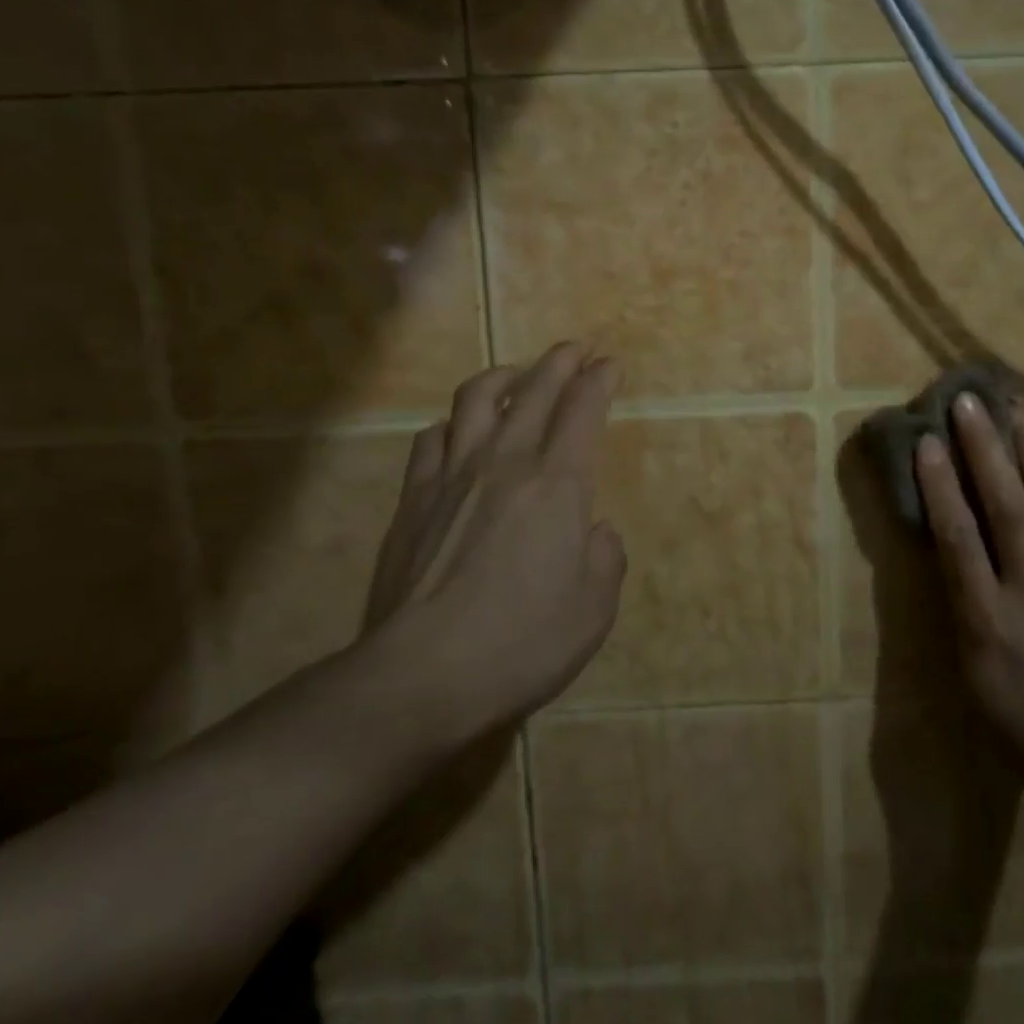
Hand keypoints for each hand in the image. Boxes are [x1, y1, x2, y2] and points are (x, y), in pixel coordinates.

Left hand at [365, 343, 627, 734]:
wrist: (420, 675)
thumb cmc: (520, 643)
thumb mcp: (593, 610)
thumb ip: (606, 559)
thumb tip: (596, 531)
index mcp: (558, 485)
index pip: (582, 410)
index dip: (599, 380)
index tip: (610, 363)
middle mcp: (506, 463)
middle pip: (534, 390)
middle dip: (559, 361)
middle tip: (575, 348)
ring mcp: (452, 476)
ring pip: (475, 399)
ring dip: (503, 376)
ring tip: (516, 375)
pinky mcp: (413, 498)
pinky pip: (432, 438)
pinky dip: (452, 423)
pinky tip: (457, 431)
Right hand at [914, 392, 1023, 815]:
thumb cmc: (1021, 723)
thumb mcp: (970, 673)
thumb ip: (958, 604)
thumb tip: (946, 543)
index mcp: (988, 620)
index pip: (959, 536)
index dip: (941, 483)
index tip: (927, 440)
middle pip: (1007, 506)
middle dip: (985, 449)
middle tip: (969, 402)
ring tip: (1016, 410)